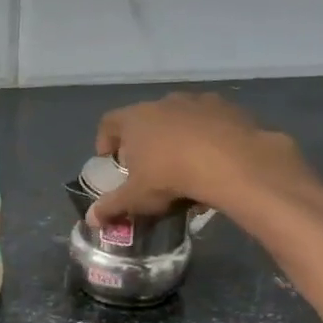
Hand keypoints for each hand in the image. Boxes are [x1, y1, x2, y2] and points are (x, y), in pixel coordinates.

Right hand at [87, 93, 317, 223]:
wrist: (232, 162)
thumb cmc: (170, 177)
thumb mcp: (136, 198)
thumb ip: (111, 207)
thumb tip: (90, 220)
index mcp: (135, 119)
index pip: (109, 122)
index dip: (105, 141)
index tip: (111, 160)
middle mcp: (163, 103)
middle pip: (145, 118)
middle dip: (143, 140)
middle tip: (147, 166)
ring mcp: (197, 102)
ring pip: (179, 118)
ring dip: (177, 136)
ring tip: (184, 165)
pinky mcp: (227, 108)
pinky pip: (209, 122)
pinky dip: (207, 136)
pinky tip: (213, 160)